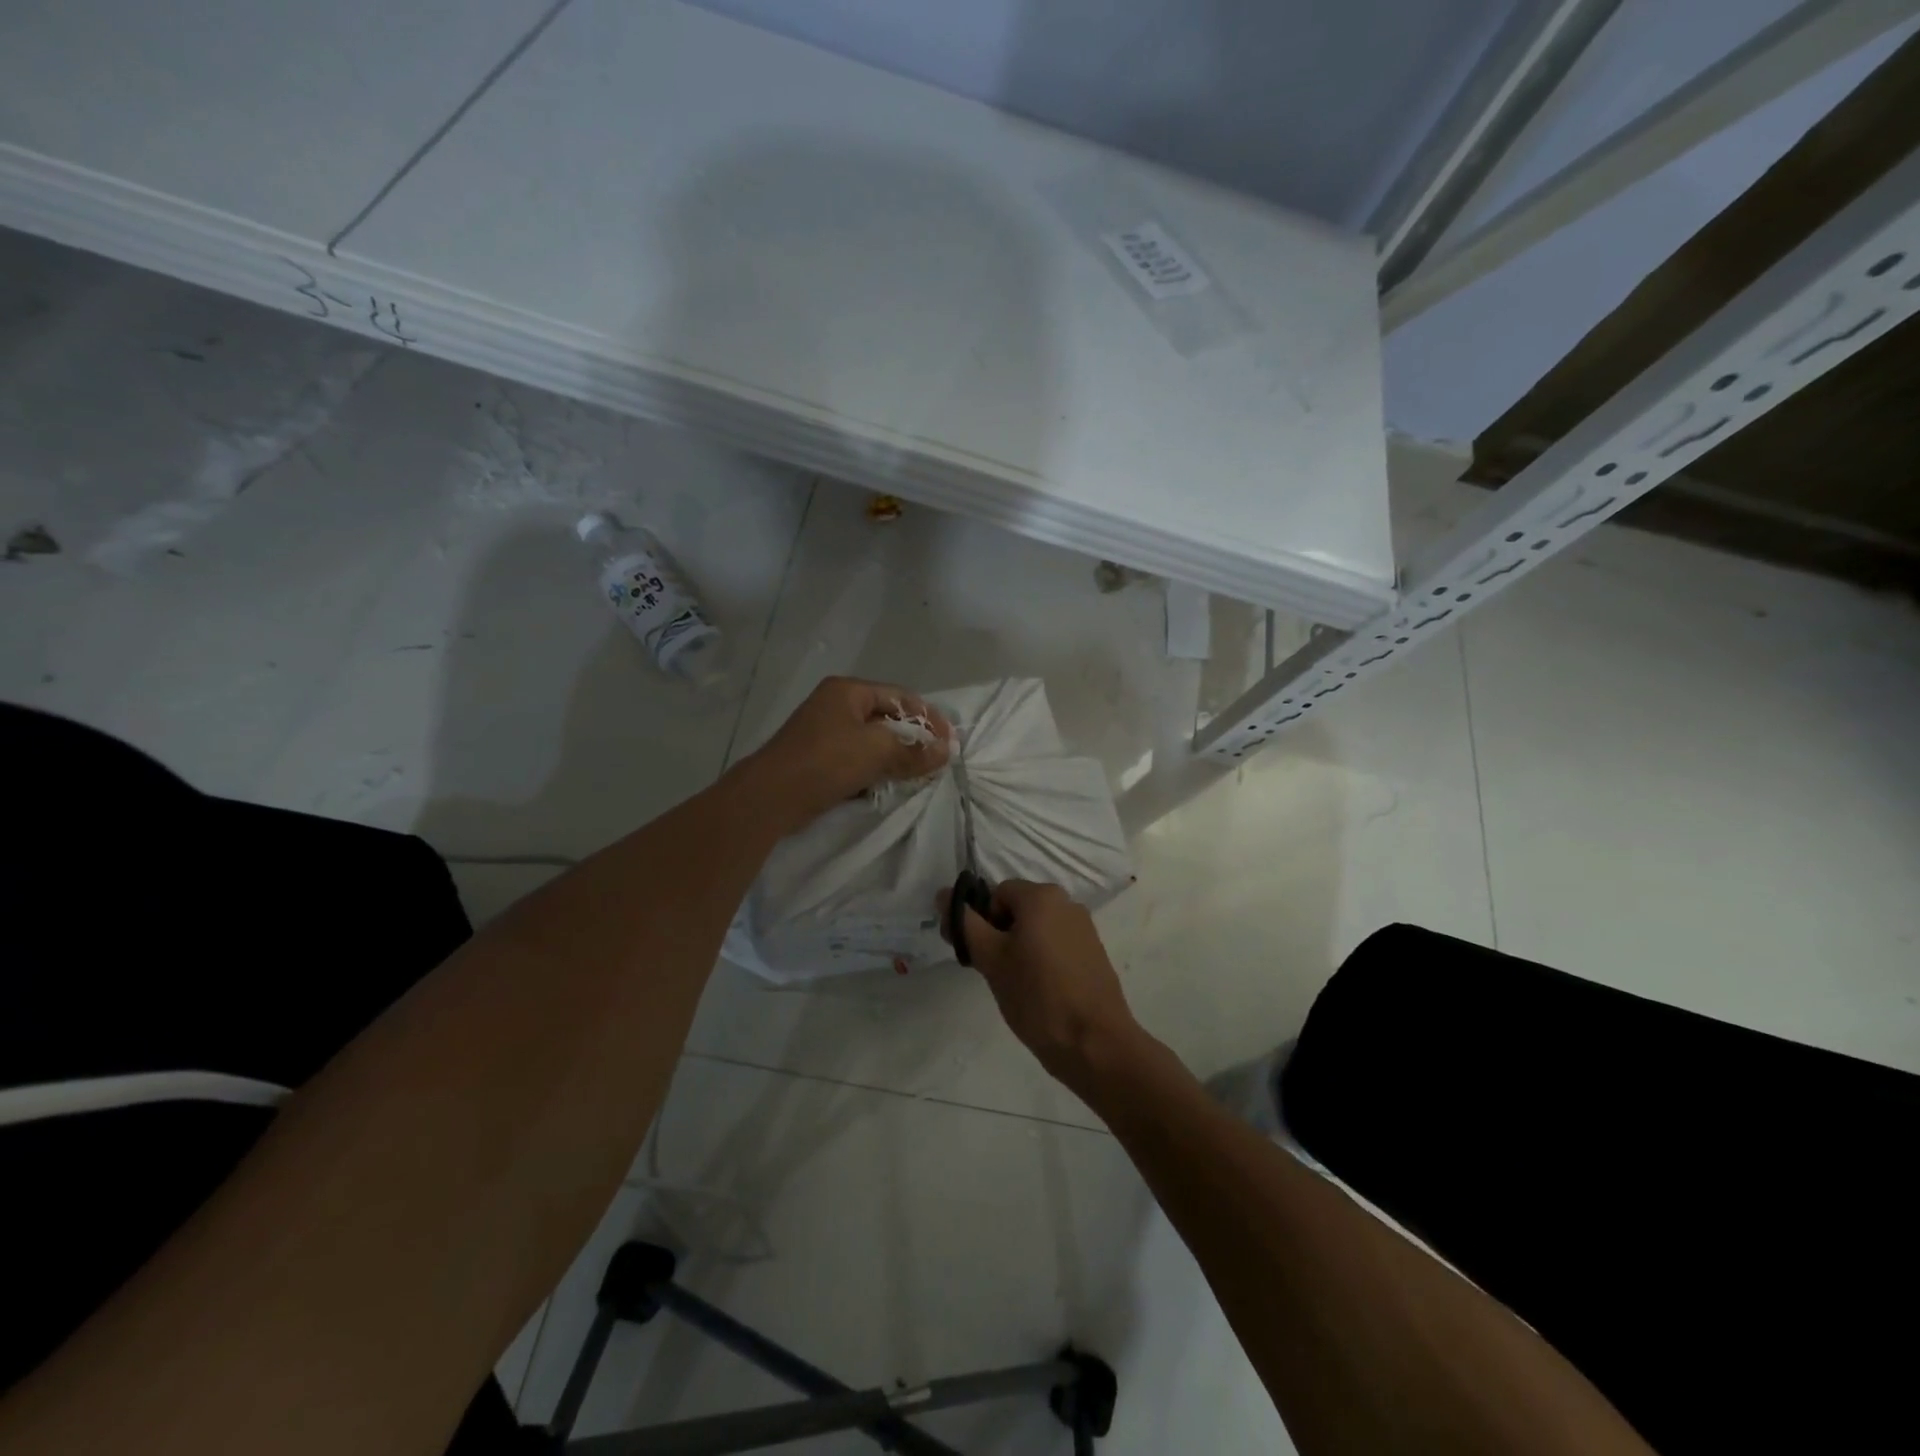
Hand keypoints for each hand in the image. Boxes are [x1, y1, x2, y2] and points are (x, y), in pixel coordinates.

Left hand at [737, 676, 950, 830]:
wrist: (770, 797)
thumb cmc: (825, 761)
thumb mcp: (876, 751)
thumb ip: (914, 750)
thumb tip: (945, 752)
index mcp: (848, 691)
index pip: (900, 697)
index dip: (929, 717)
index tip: (950, 742)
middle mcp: (836, 706)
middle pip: (887, 718)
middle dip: (914, 739)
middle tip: (937, 760)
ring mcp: (825, 732)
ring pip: (873, 741)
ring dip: (896, 757)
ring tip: (919, 774)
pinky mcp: (819, 759)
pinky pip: (858, 759)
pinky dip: (876, 769)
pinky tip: (890, 784)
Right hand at [938, 879, 1141, 1090]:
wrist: (1094, 1043)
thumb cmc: (1036, 996)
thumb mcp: (991, 959)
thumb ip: (965, 924)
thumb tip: (943, 894)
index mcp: (1042, 896)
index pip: (996, 894)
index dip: (982, 922)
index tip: (979, 955)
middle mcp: (1067, 902)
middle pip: (1018, 909)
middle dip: (1001, 935)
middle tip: (995, 972)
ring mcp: (1084, 928)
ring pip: (1037, 929)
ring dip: (1021, 948)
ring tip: (1019, 986)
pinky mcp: (1094, 953)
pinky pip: (1057, 944)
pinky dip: (1043, 960)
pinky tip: (1042, 992)